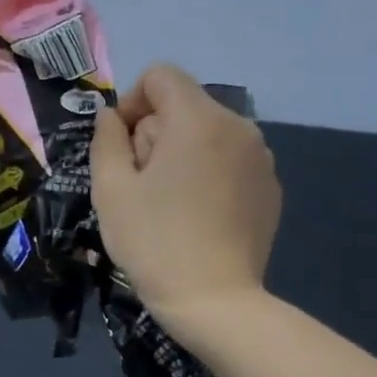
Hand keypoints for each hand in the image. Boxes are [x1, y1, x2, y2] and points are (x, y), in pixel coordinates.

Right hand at [90, 62, 280, 331]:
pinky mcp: (271, 186)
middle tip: (141, 183)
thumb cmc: (153, 242)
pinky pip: (230, 159)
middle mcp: (238, 126)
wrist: (215, 301)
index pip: (161, 76)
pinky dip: (208, 172)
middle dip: (155, 132)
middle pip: (184, 105)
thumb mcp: (110, 189)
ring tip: (169, 202)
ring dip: (181, 152)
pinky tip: (198, 214)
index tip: (122, 147)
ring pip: (207, 132)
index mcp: (198, 119)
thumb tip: (112, 117)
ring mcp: (261, 157)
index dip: (131, 102)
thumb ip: (106, 140)